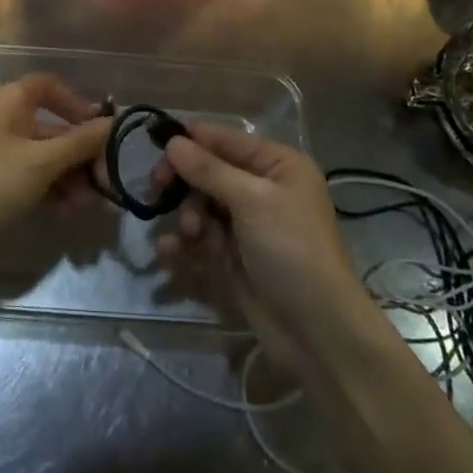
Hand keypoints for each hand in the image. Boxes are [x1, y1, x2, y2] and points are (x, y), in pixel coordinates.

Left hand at [0, 74, 111, 277]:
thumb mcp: (40, 162)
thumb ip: (80, 142)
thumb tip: (114, 122)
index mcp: (11, 102)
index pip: (49, 87)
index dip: (77, 103)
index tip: (100, 130)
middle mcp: (6, 121)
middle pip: (54, 127)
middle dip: (80, 153)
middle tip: (104, 181)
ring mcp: (0, 155)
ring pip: (46, 158)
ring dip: (70, 177)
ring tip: (86, 206)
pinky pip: (33, 179)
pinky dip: (52, 191)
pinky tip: (68, 213)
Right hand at [152, 125, 371, 355]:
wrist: (318, 331)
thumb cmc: (292, 249)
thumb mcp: (252, 201)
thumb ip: (209, 170)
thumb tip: (172, 142)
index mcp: (278, 166)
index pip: (226, 140)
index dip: (191, 141)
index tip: (155, 146)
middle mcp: (263, 190)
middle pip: (210, 173)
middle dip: (186, 184)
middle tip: (158, 190)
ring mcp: (248, 227)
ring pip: (202, 208)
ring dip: (187, 218)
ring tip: (188, 234)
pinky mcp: (235, 260)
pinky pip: (201, 242)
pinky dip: (184, 246)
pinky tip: (168, 254)